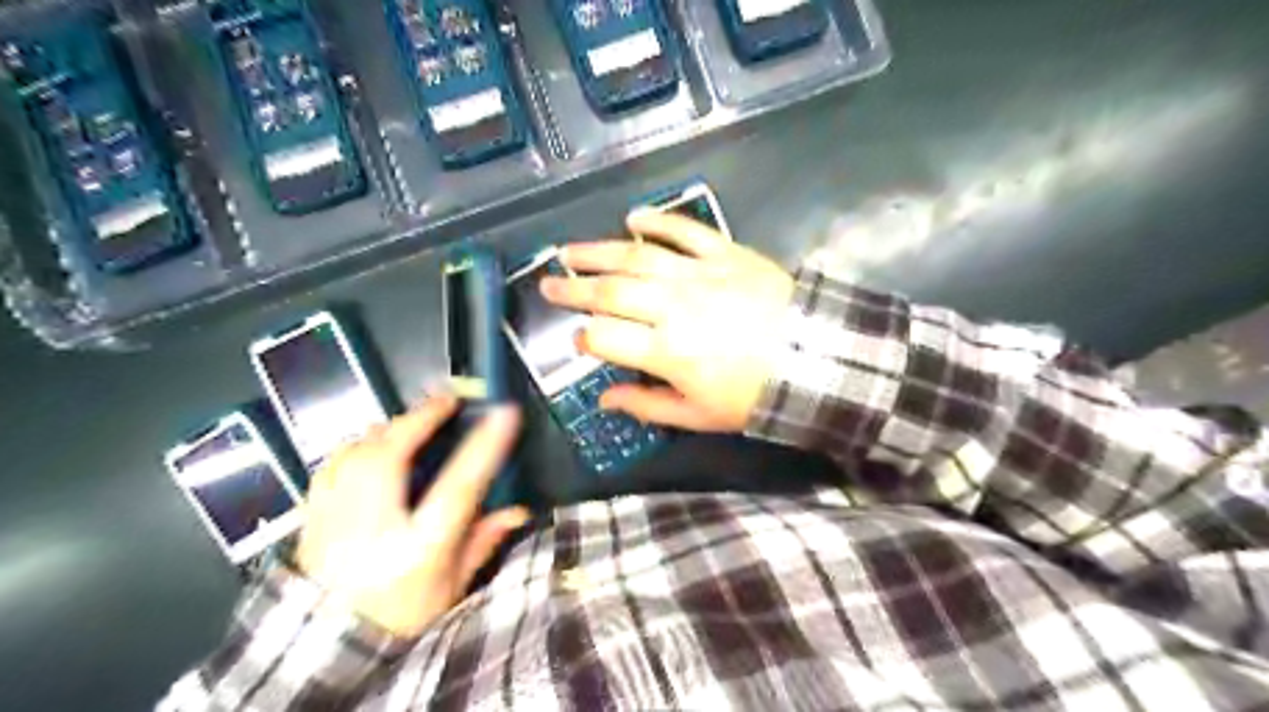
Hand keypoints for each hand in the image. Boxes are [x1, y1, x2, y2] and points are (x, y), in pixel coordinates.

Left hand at [294, 394, 526, 638]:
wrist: (326, 650)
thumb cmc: (400, 617)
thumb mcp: (451, 588)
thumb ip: (483, 543)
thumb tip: (518, 511)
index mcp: (419, 548)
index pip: (457, 488)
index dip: (483, 446)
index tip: (504, 412)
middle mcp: (373, 527)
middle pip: (391, 455)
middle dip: (421, 417)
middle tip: (447, 400)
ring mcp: (334, 519)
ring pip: (356, 452)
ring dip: (388, 428)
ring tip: (411, 421)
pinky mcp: (311, 517)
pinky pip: (330, 464)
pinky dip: (355, 446)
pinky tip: (370, 444)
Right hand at [543, 207, 789, 431]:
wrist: (816, 359)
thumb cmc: (754, 394)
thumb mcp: (698, 416)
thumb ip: (647, 405)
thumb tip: (605, 399)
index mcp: (666, 352)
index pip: (604, 338)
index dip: (584, 339)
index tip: (579, 341)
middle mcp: (673, 307)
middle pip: (609, 292)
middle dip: (572, 289)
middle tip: (548, 284)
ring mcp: (698, 274)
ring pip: (636, 257)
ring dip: (598, 252)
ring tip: (570, 252)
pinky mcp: (725, 253)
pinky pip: (684, 231)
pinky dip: (657, 221)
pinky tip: (633, 218)